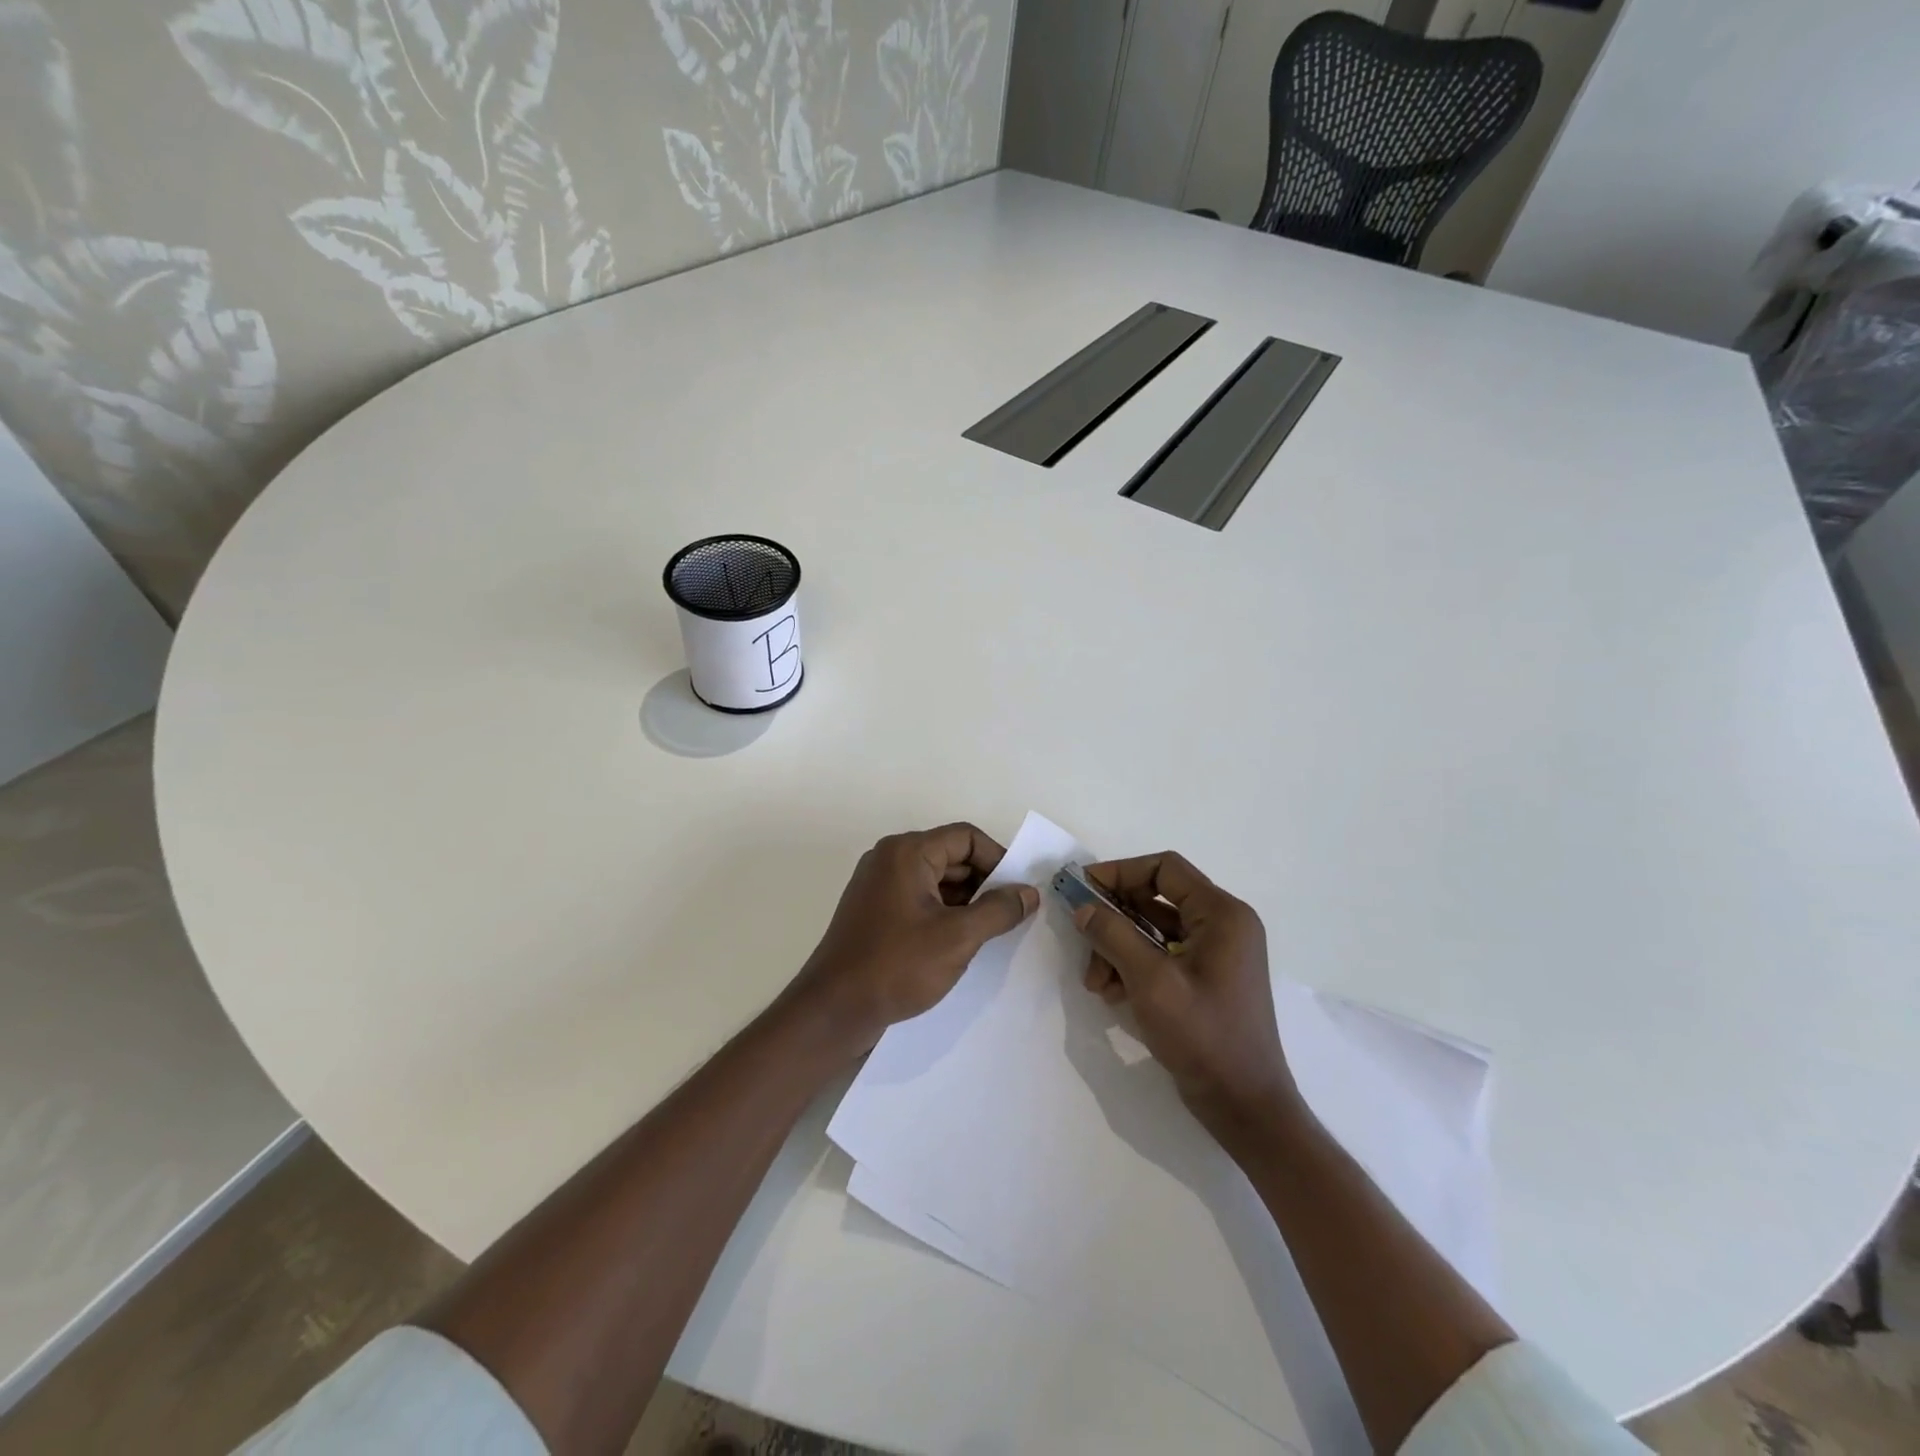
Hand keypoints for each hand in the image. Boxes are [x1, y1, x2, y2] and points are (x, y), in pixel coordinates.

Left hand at [787, 823, 1038, 1054]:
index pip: (966, 837)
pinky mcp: (874, 912)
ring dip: (966, 902)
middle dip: (984, 883)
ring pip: (936, 880)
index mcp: (907, 852)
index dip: (999, 860)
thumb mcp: (958, 937)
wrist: (833, 1010)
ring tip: (989, 934)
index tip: (1019, 893)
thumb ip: (999, 910)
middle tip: (1010, 916)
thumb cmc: (897, 965)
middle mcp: (890, 859)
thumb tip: (1029, 892)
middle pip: (951, 856)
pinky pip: (919, 900)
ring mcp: (878, 885)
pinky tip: (959, 943)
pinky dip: (944, 914)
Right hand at [1073, 852, 1300, 1143]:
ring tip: (1095, 982)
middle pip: (1155, 899)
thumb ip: (1113, 935)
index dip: (1119, 872)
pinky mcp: (1204, 979)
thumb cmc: (1204, 1037)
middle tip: (1081, 936)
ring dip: (1117, 948)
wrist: (1245, 1106)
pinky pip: (1161, 956)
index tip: (1082, 888)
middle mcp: (1222, 925)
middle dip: (1114, 919)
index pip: (1164, 869)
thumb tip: (1082, 906)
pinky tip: (1111, 994)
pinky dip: (1132, 967)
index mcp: (1222, 914)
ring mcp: (1215, 953)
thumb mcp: (1151, 981)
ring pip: (1152, 930)